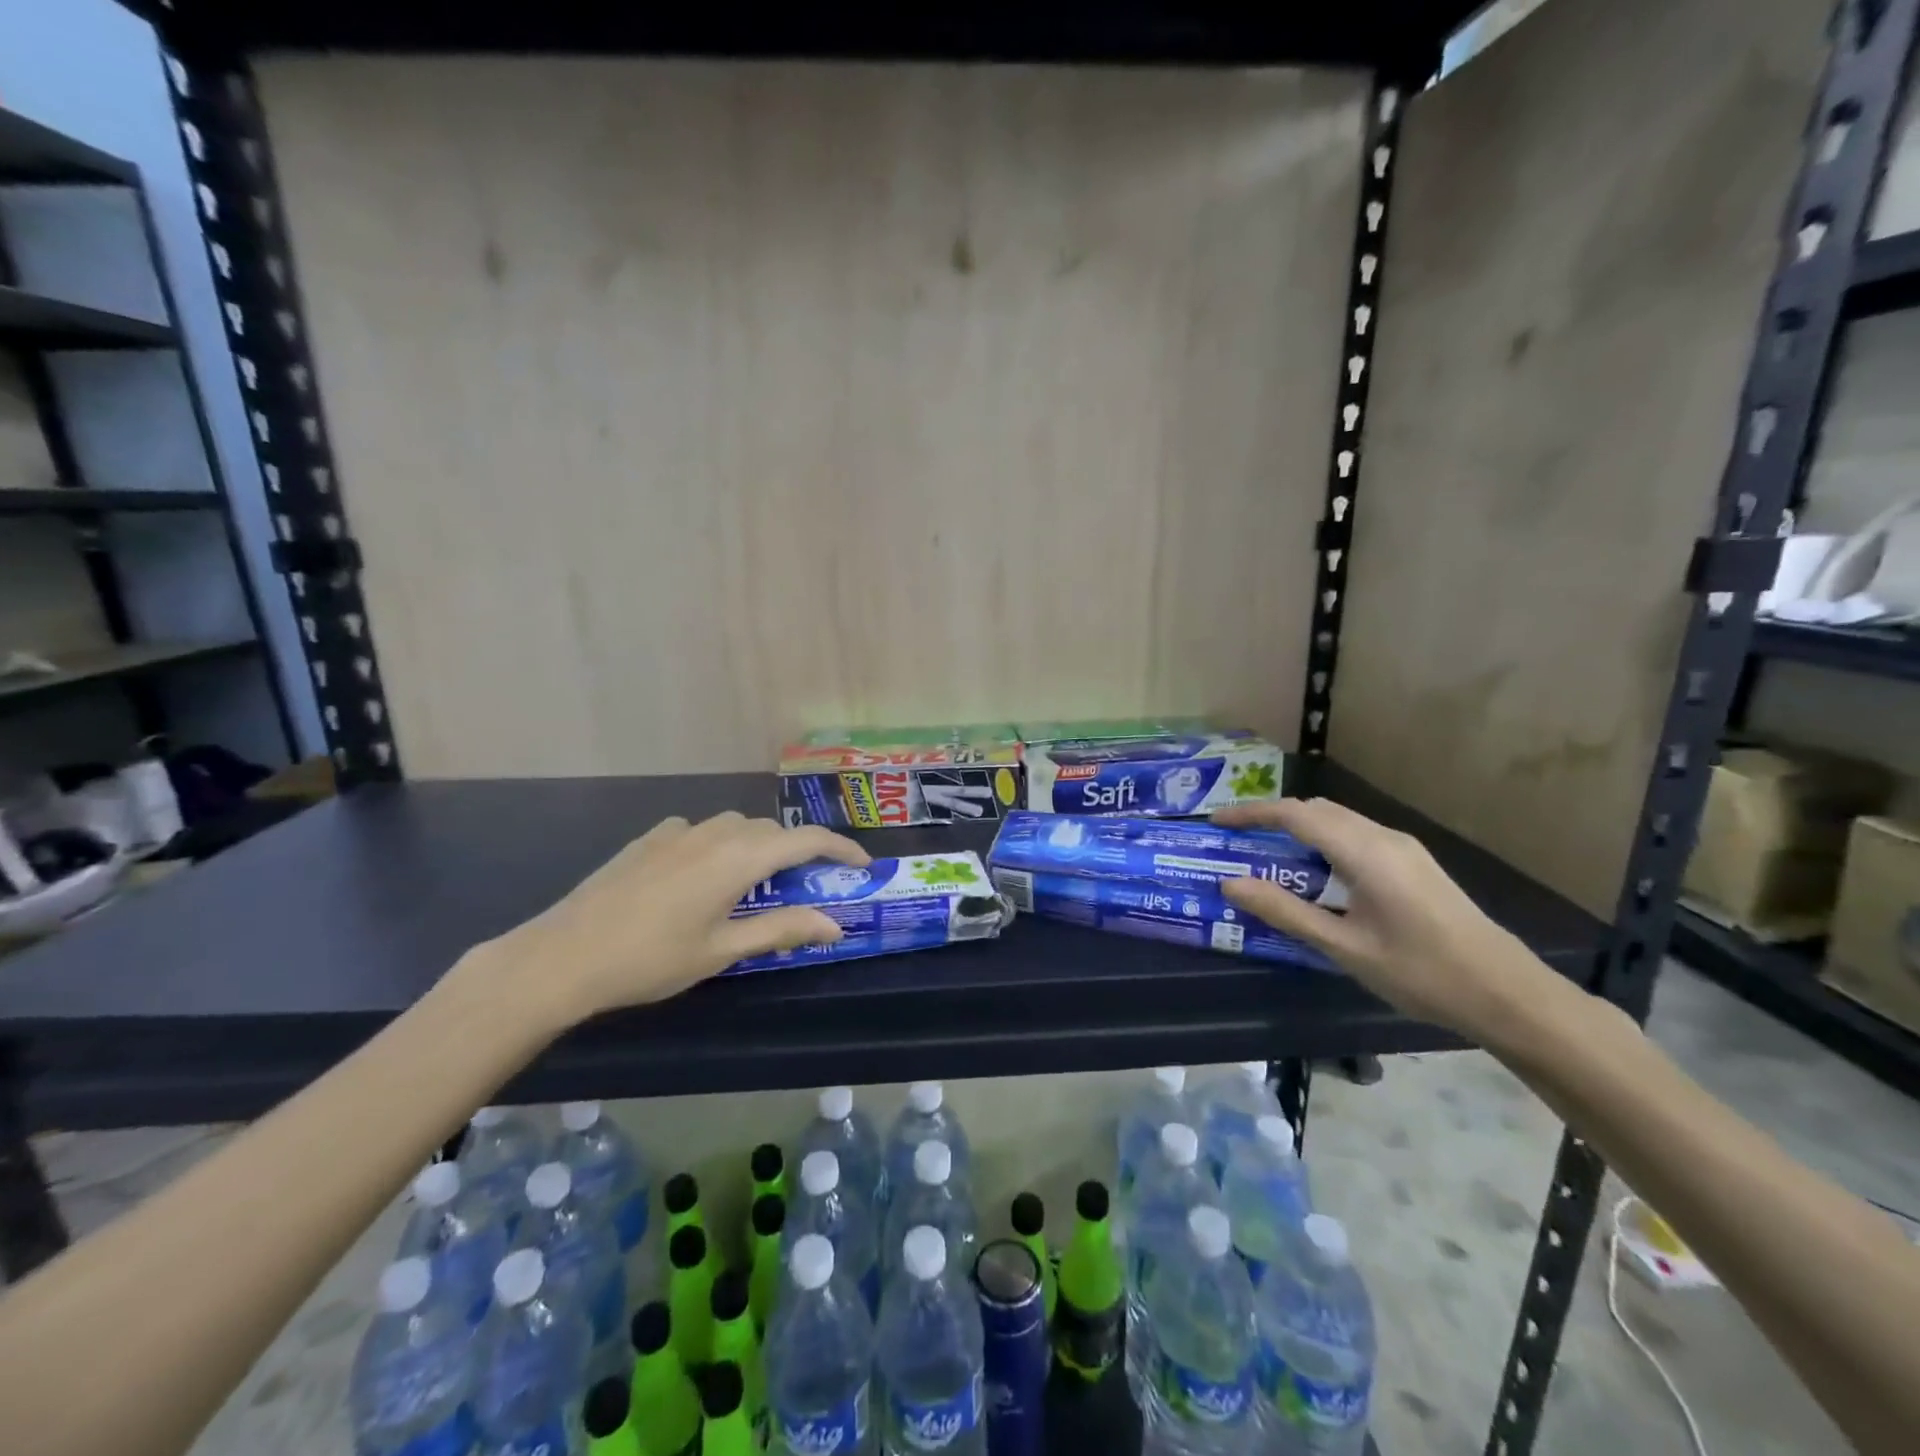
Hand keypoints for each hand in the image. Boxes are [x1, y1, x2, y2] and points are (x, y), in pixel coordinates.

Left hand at [467, 812, 869, 1027]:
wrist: (563, 955)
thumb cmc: (650, 959)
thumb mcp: (723, 950)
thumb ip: (782, 930)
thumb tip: (834, 925)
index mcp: (738, 858)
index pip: (806, 840)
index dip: (841, 849)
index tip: (862, 865)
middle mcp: (714, 832)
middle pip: (772, 831)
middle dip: (797, 852)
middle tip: (807, 886)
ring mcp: (679, 831)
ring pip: (736, 826)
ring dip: (758, 847)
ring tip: (757, 883)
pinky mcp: (651, 838)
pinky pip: (701, 831)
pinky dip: (719, 845)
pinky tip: (703, 875)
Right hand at [1212, 798, 1551, 1047]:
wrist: (1508, 993)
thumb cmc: (1421, 972)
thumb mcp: (1343, 947)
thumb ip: (1285, 911)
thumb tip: (1231, 883)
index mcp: (1365, 852)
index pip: (1295, 815)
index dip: (1251, 814)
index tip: (1216, 823)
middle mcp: (1383, 837)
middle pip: (1316, 810)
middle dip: (1272, 818)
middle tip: (1237, 842)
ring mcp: (1404, 848)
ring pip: (1338, 821)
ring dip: (1299, 830)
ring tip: (1269, 857)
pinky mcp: (1414, 862)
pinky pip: (1356, 836)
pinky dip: (1323, 842)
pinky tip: (1316, 874)